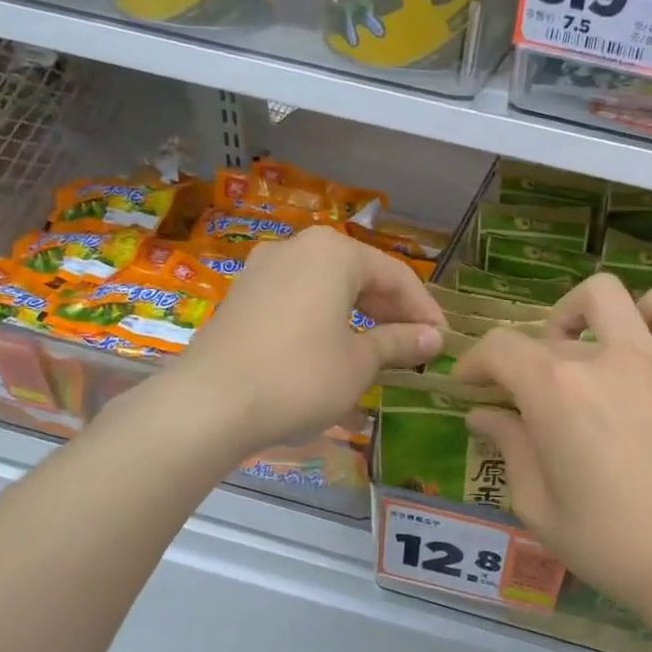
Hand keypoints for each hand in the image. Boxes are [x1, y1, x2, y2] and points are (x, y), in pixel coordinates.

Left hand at [177, 226, 444, 454]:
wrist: (209, 404)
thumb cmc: (299, 377)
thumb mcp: (360, 362)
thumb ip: (400, 342)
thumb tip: (434, 338)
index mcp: (333, 252)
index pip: (396, 275)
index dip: (424, 309)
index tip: (442, 340)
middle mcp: (297, 248)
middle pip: (360, 276)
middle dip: (391, 312)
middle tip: (415, 347)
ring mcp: (263, 270)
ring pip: (328, 289)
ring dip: (359, 318)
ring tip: (381, 353)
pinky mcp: (242, 297)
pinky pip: (298, 301)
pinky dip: (325, 322)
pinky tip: (335, 353)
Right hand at [452, 274, 651, 624]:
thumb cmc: (608, 543)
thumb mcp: (537, 505)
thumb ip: (509, 447)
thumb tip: (484, 415)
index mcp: (555, 391)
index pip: (500, 349)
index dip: (474, 363)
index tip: (468, 386)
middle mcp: (602, 359)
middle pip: (547, 332)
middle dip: (522, 358)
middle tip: (522, 394)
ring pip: (610, 295)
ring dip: (582, 312)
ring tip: (578, 345)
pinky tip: (640, 340)